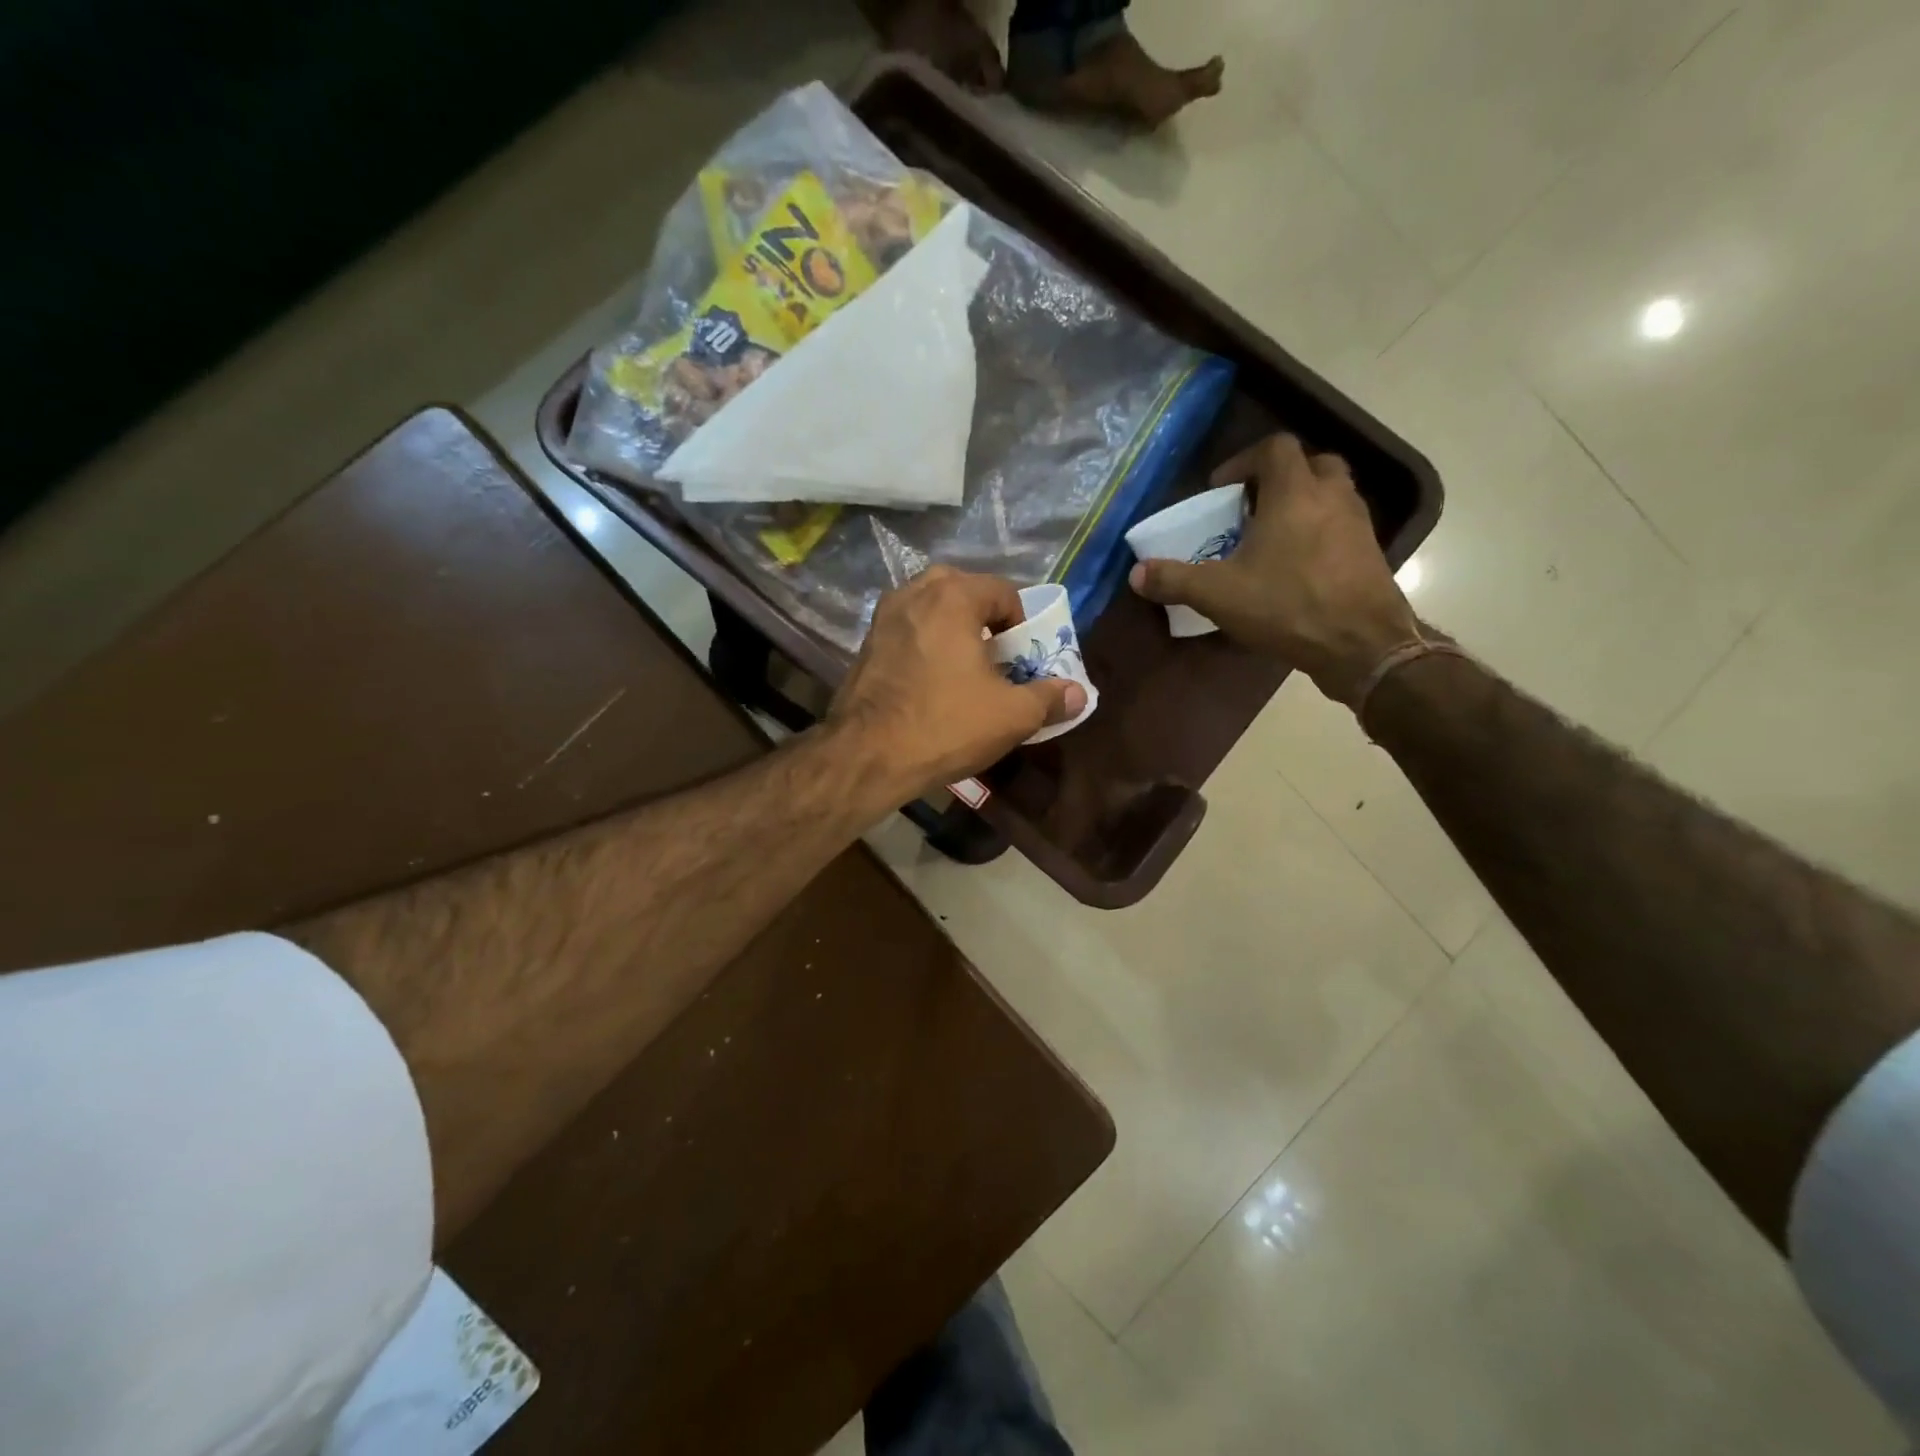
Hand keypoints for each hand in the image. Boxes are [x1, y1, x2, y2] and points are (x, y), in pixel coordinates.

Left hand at [827, 566, 1084, 804]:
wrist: (868, 756)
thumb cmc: (946, 725)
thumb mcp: (1012, 715)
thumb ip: (1049, 698)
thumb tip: (1078, 693)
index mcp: (953, 596)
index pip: (1003, 591)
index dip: (1023, 623)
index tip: (1024, 657)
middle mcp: (914, 593)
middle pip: (964, 592)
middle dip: (986, 619)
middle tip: (997, 656)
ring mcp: (884, 617)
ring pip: (931, 609)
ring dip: (954, 629)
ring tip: (966, 668)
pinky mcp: (865, 645)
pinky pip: (908, 630)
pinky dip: (926, 643)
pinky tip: (932, 681)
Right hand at [1129, 434, 1420, 703]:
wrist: (1361, 645)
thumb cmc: (1288, 606)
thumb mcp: (1219, 594)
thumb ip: (1175, 580)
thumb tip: (1136, 574)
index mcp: (1295, 492)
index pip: (1275, 448)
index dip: (1244, 461)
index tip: (1221, 490)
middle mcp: (1332, 497)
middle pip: (1311, 464)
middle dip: (1279, 479)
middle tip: (1251, 508)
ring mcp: (1358, 524)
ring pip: (1330, 495)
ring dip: (1301, 505)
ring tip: (1271, 539)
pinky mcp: (1370, 553)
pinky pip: (1341, 527)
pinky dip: (1319, 533)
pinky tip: (1297, 568)